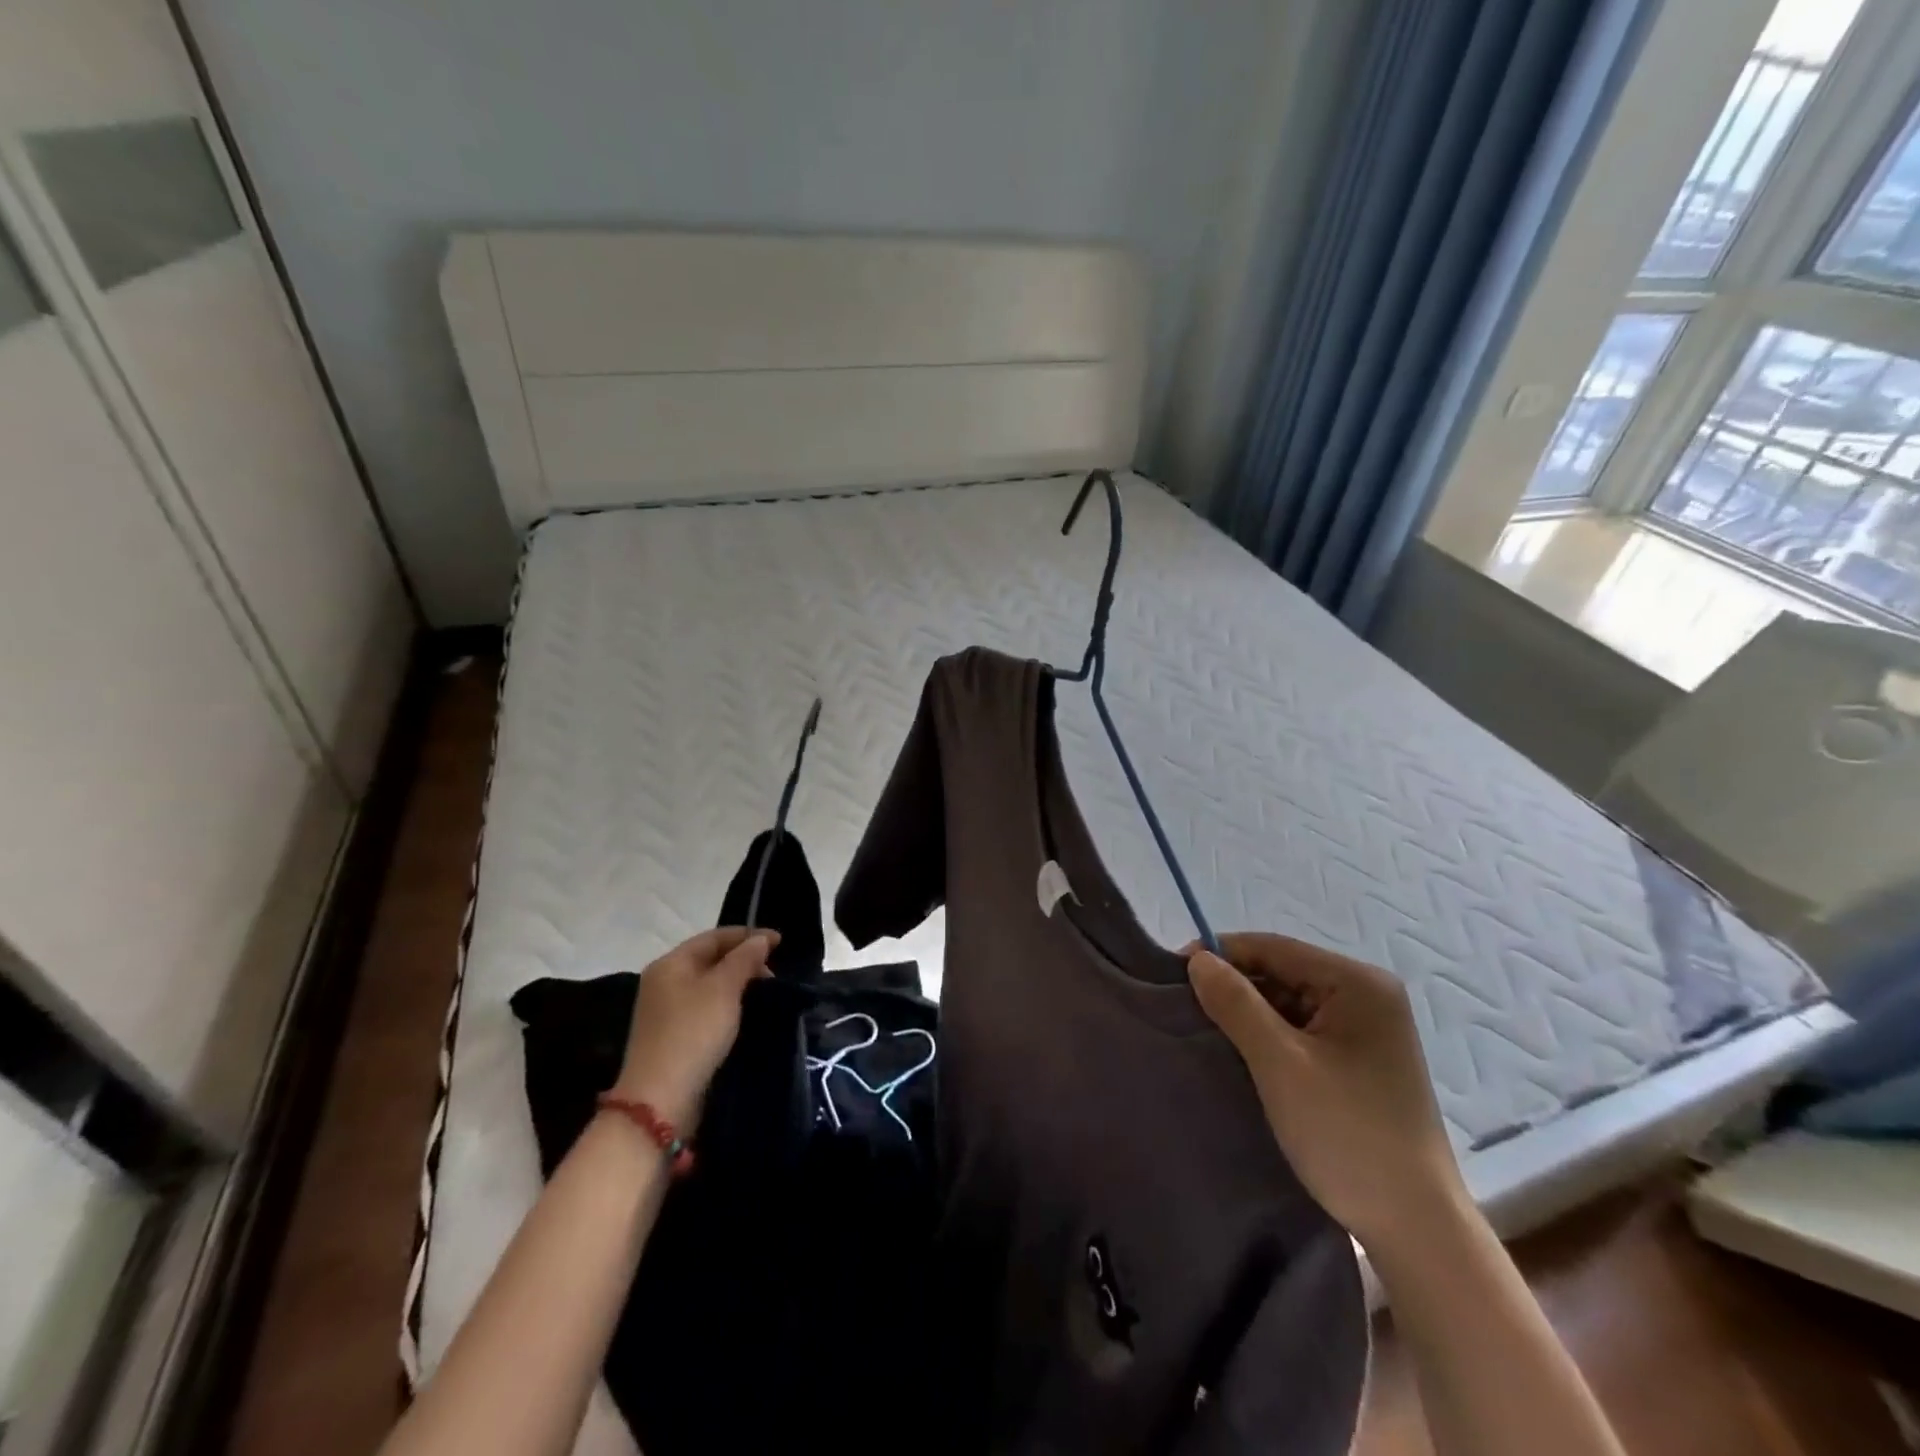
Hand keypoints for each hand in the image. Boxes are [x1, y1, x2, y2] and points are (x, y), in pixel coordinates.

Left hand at [612, 927, 777, 1129]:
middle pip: (710, 959)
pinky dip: (728, 1005)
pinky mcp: (673, 1036)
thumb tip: (761, 939)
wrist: (660, 1099)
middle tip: (773, 974)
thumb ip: (744, 959)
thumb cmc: (693, 1033)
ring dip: (738, 984)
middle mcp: (664, 982)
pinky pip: (706, 1008)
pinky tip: (745, 1014)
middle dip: (744, 961)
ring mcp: (666, 1011)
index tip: (780, 942)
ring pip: (710, 985)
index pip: (714, 937)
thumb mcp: (723, 989)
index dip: (748, 935)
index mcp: (670, 963)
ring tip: (765, 994)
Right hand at [1187, 933, 1465, 1256]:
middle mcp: (1367, 996)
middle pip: (1281, 972)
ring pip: (1287, 1003)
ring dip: (1247, 1015)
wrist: (1415, 1230)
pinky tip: (1239, 1056)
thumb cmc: (1347, 1134)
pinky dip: (1267, 1038)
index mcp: (1358, 984)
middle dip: (1233, 988)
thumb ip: (1236, 1003)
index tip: (1171, 973)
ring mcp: (1365, 1030)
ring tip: (1204, 1033)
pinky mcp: (1358, 1061)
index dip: (1220, 954)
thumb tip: (1197, 959)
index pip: (1274, 948)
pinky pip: (1299, 1031)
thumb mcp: (1280, 1064)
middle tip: (1184, 1009)